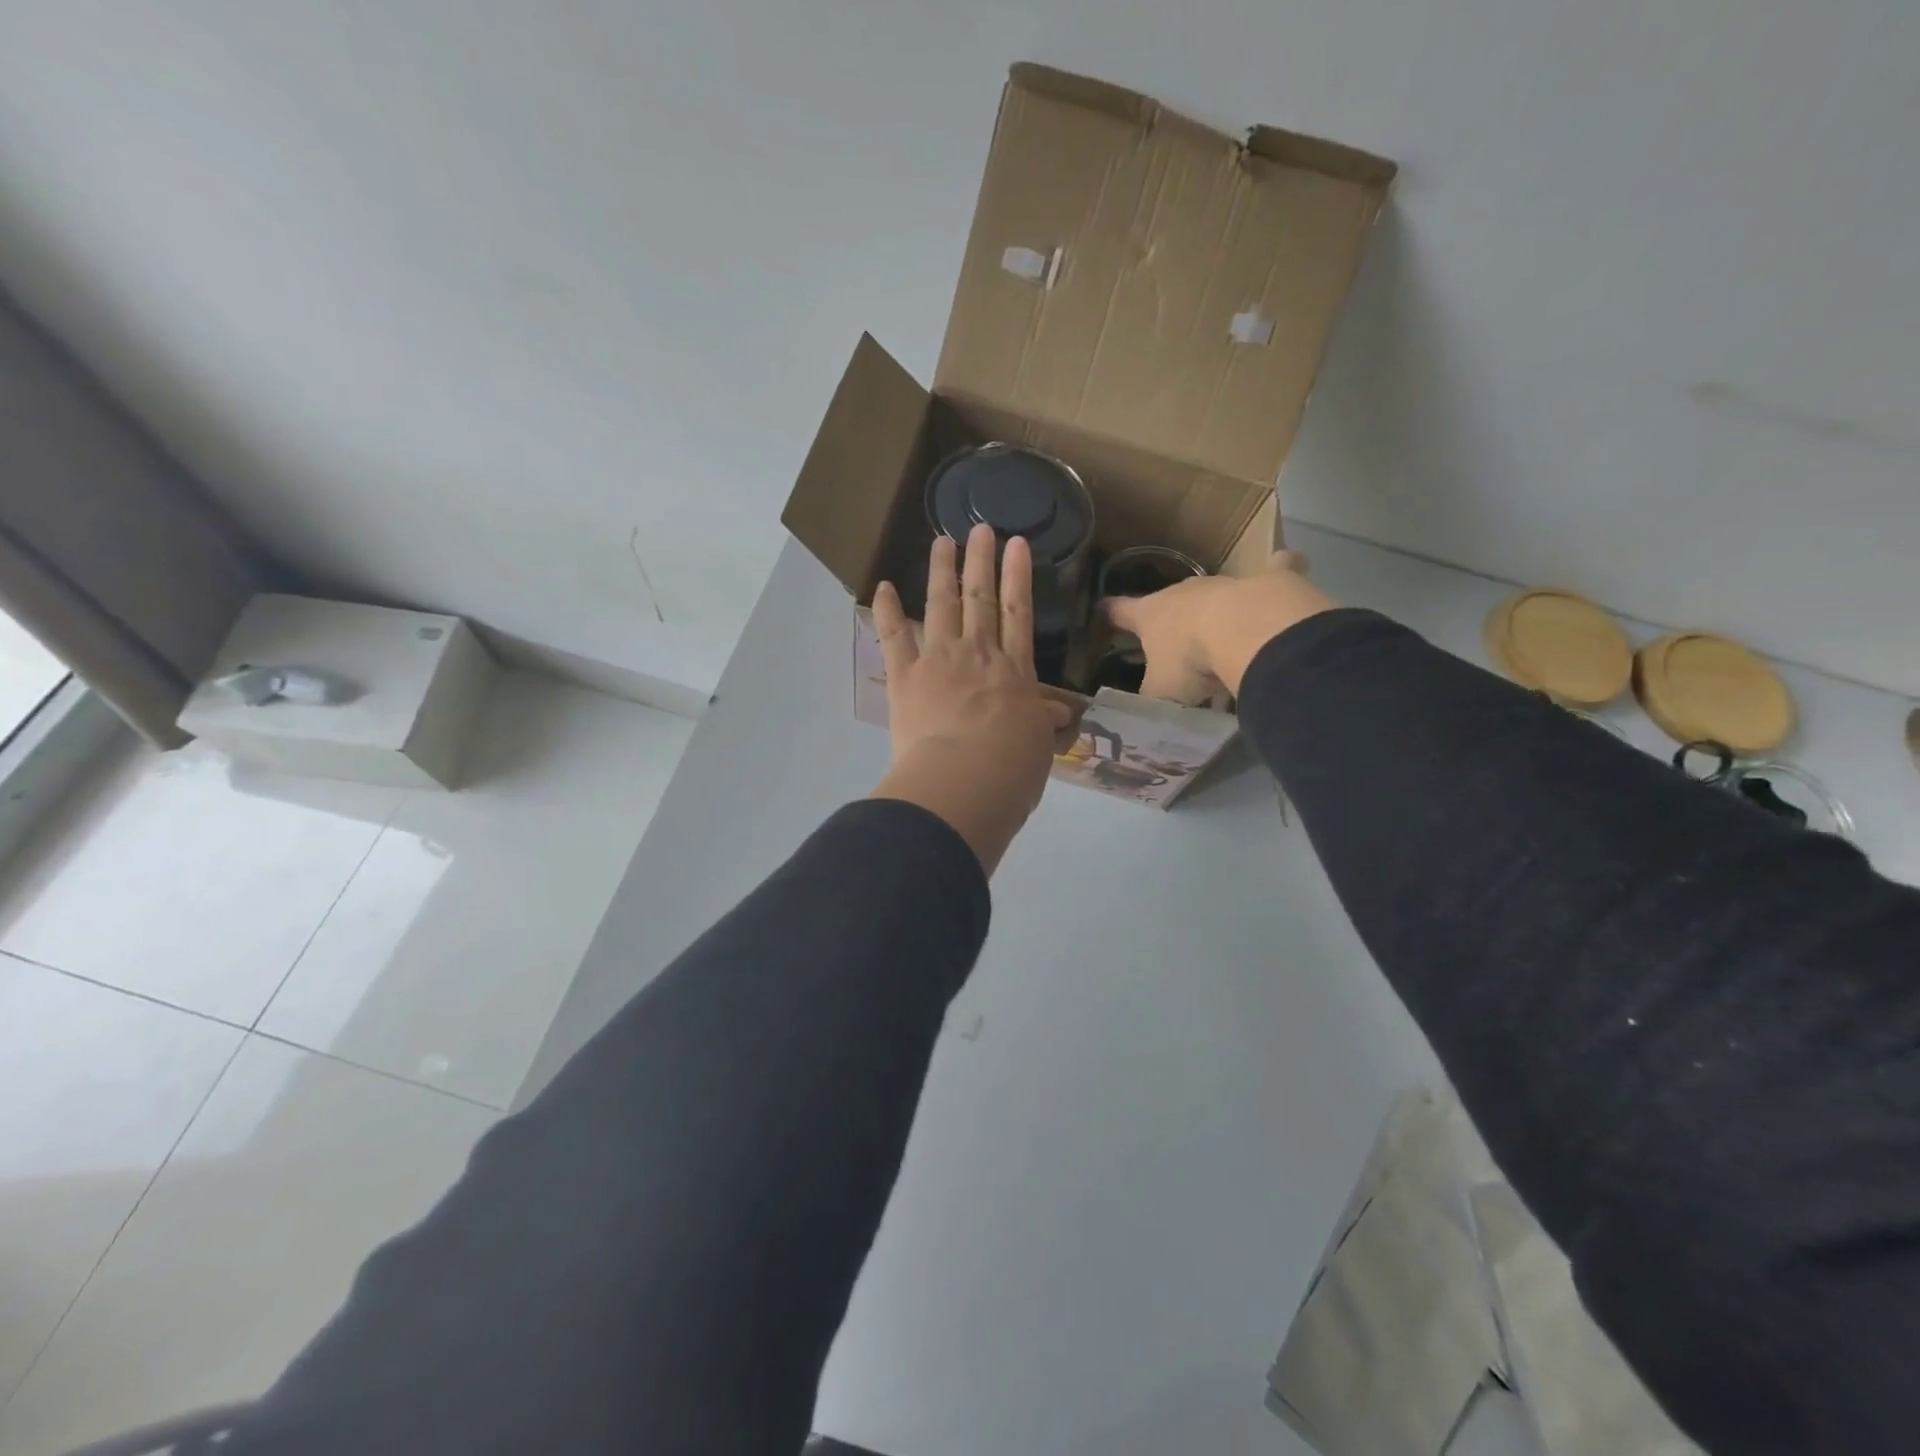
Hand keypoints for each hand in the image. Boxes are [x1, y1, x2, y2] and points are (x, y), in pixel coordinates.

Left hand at [870, 524, 1073, 873]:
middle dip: (981, 562)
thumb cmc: (1011, 770)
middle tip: (980, 529)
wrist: (965, 782)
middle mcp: (978, 655)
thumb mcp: (1037, 744)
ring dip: (942, 572)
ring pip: (942, 606)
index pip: (1018, 613)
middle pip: (981, 599)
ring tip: (942, 541)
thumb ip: (1040, 721)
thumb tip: (1055, 711)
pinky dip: (888, 611)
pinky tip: (883, 586)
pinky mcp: (905, 676)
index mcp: (1014, 671)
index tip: (1017, 544)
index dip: (1018, 577)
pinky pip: (894, 636)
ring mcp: (939, 660)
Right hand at [1103, 550, 1336, 701]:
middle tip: (1175, 648)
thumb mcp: (1160, 694)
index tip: (1099, 616)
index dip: (1106, 615)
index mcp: (1150, 614)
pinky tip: (1285, 571)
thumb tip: (1135, 715)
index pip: (1116, 610)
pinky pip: (1276, 567)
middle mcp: (1183, 592)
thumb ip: (1147, 701)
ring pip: (1214, 592)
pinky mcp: (1269, 579)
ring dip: (1215, 612)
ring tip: (1226, 639)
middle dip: (1169, 620)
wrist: (1248, 632)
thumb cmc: (1192, 662)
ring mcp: (1225, 583)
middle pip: (1168, 601)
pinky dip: (1278, 569)